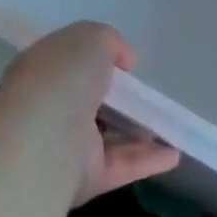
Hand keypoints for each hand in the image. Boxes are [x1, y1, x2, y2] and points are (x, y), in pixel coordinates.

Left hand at [0, 22, 180, 206]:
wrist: (44, 137)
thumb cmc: (64, 75)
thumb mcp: (92, 37)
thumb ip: (111, 43)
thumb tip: (123, 61)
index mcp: (43, 69)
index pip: (68, 63)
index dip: (93, 60)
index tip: (122, 63)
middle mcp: (50, 107)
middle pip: (88, 102)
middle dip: (115, 99)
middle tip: (144, 95)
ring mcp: (66, 146)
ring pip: (107, 137)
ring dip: (136, 132)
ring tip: (168, 124)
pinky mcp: (84, 179)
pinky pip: (121, 165)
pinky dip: (147, 160)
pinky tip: (174, 154)